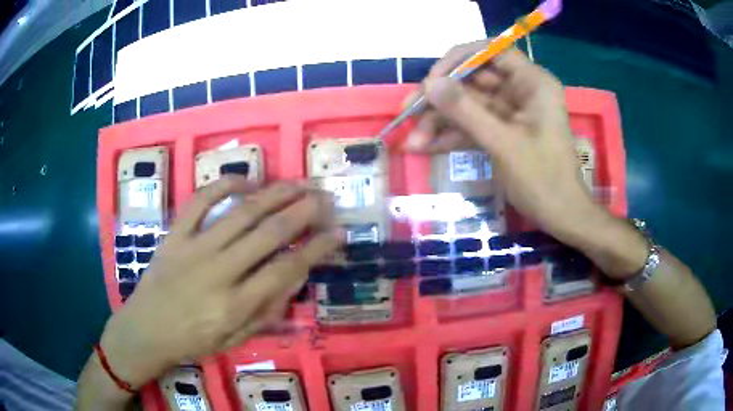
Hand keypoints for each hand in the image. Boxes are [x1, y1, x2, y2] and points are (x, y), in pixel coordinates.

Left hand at [100, 177, 342, 387]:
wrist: (145, 330)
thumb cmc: (191, 341)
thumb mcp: (234, 341)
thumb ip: (266, 312)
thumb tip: (294, 277)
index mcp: (235, 306)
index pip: (286, 270)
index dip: (316, 249)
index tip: (337, 233)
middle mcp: (218, 272)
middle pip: (268, 235)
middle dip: (303, 212)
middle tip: (325, 196)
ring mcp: (193, 248)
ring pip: (240, 213)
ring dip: (274, 194)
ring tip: (298, 182)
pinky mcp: (174, 235)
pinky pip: (199, 202)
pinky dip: (223, 186)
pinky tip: (245, 181)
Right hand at [404, 41, 599, 239]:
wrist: (561, 217)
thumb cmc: (543, 180)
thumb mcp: (503, 143)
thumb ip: (465, 111)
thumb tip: (428, 84)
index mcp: (532, 83)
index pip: (492, 52)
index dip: (459, 60)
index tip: (432, 79)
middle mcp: (521, 91)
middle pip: (474, 80)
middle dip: (441, 98)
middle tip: (409, 112)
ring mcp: (511, 112)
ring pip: (469, 105)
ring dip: (441, 121)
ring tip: (413, 141)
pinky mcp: (503, 131)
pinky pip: (473, 125)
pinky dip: (452, 136)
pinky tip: (426, 147)